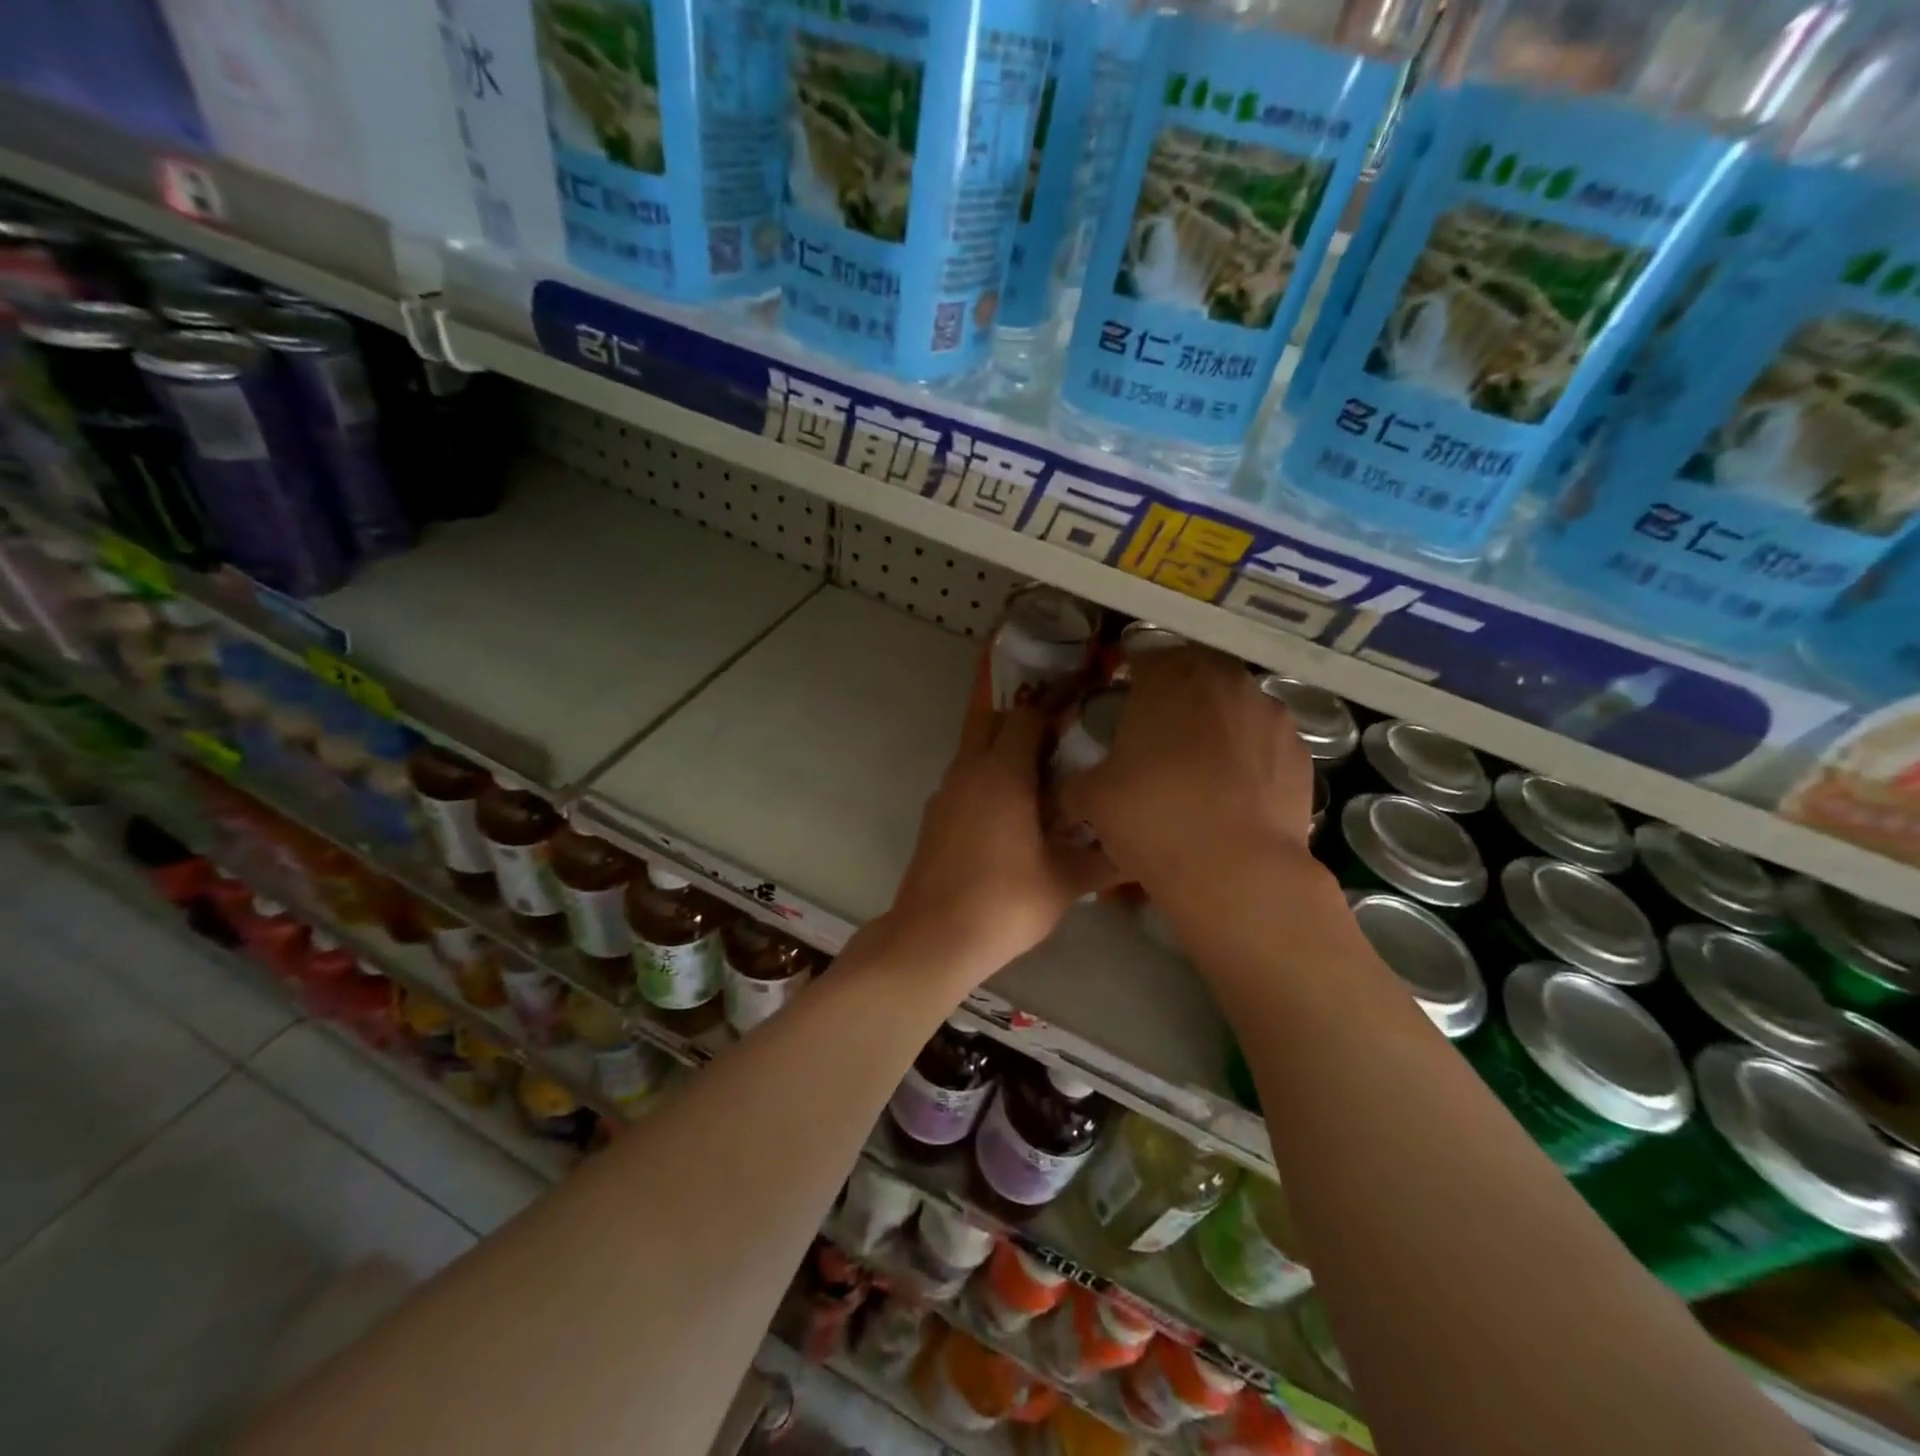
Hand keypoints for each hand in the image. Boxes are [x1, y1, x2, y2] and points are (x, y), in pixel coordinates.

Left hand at [880, 698, 1118, 988]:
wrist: (934, 937)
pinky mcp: (933, 817)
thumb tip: (1136, 850)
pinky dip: (985, 784)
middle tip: (1057, 750)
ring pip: (974, 753)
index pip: (1026, 716)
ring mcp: (944, 793)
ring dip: (1002, 756)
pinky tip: (1009, 820)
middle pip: (991, 722)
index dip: (1054, 716)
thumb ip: (1104, 860)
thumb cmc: (1004, 901)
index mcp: (1001, 772)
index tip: (1080, 732)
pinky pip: (964, 782)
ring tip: (1040, 787)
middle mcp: (968, 771)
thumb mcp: (1065, 882)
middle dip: (1022, 725)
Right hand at [1059, 645, 1315, 890]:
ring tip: (1199, 770)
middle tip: (1158, 735)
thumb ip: (1076, 780)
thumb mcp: (1090, 798)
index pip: (1145, 657)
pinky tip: (1233, 794)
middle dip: (1177, 697)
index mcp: (1169, 676)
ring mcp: (1271, 714)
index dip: (1131, 679)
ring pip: (1234, 707)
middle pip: (1195, 675)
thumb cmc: (1152, 817)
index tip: (1123, 704)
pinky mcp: (1302, 753)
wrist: (1237, 871)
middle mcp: (1225, 680)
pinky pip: (1264, 743)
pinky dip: (1248, 757)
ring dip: (1216, 725)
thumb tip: (1073, 786)